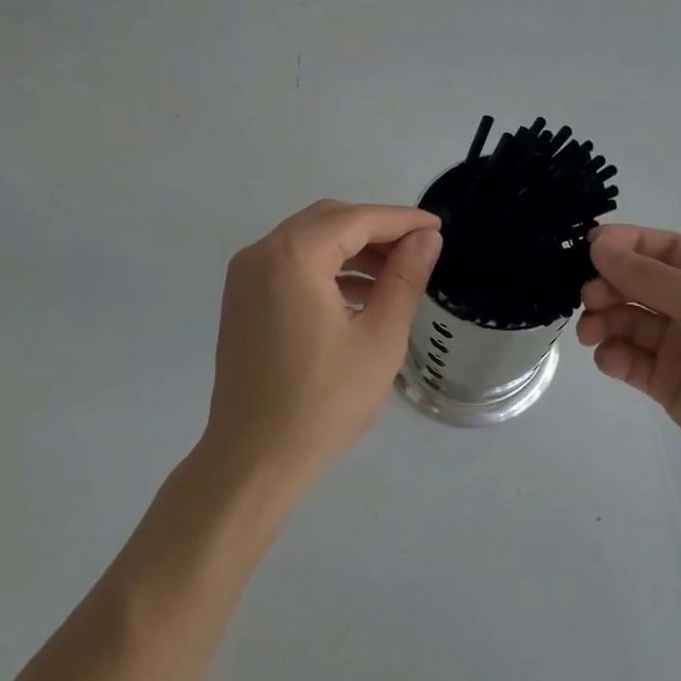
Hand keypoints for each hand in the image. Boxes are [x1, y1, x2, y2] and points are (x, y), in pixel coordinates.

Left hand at [201, 200, 441, 497]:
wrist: (253, 460)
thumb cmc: (323, 401)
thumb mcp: (379, 338)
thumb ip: (405, 278)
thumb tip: (426, 238)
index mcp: (293, 256)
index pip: (357, 219)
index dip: (402, 220)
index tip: (438, 228)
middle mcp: (261, 253)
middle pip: (329, 220)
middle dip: (376, 230)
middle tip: (418, 250)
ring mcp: (245, 277)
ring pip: (309, 241)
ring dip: (352, 249)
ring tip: (395, 276)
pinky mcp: (242, 300)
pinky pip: (291, 265)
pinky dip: (326, 269)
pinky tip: (359, 296)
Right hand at [578, 225, 680, 492]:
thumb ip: (649, 277)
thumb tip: (599, 246)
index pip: (662, 248)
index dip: (625, 244)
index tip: (587, 246)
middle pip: (638, 284)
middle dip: (609, 286)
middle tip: (587, 297)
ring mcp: (680, 346)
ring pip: (628, 321)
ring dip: (604, 321)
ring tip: (591, 332)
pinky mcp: (667, 383)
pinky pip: (631, 360)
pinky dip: (614, 356)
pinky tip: (611, 360)